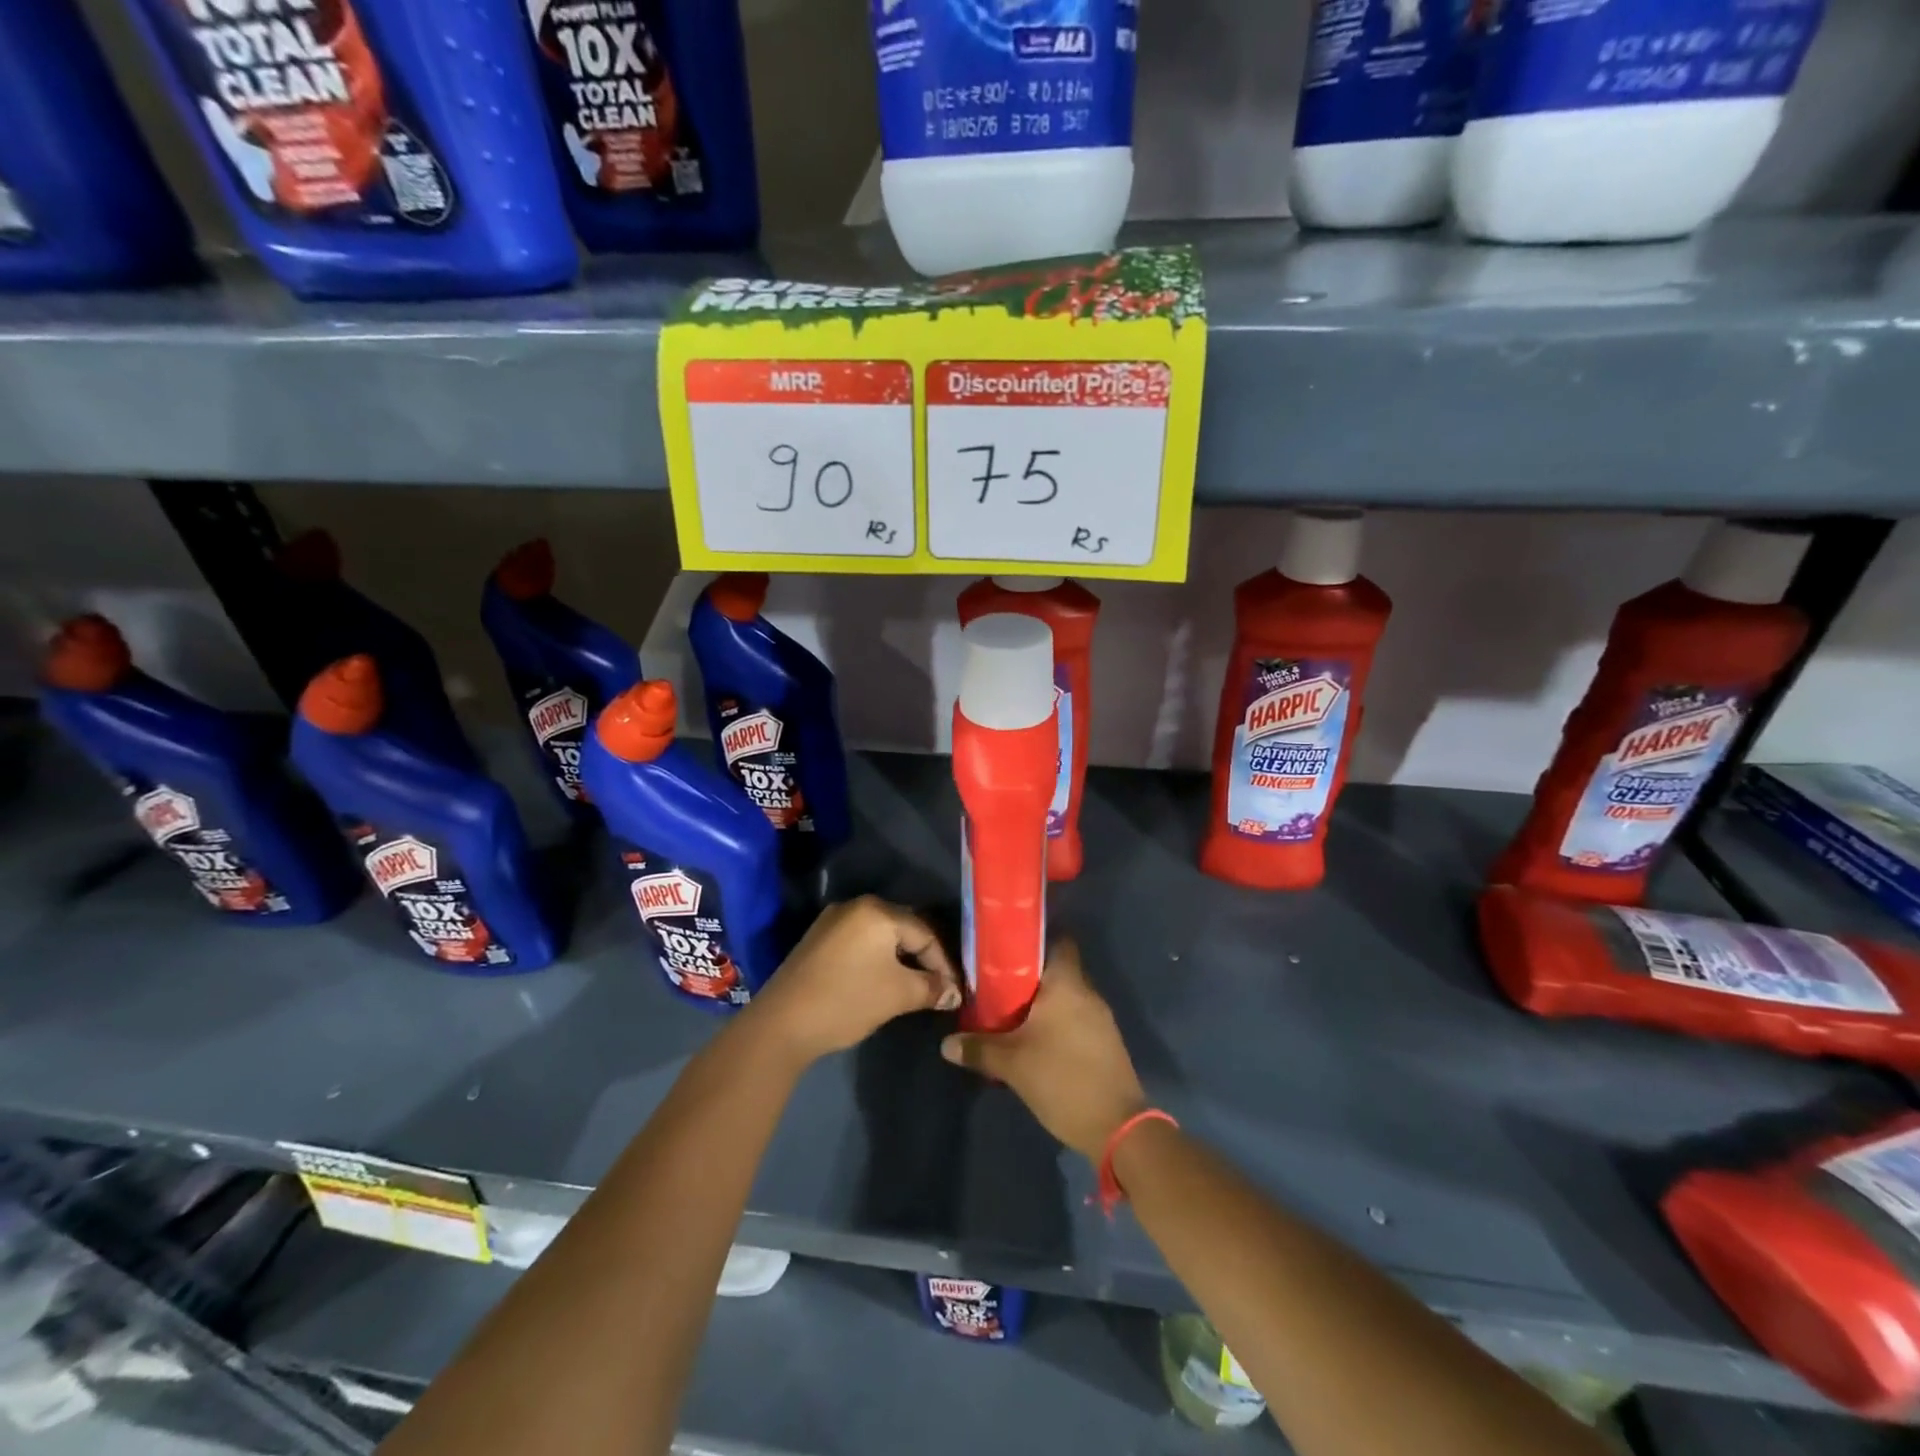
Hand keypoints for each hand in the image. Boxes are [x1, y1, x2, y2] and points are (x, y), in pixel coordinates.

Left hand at [749, 896, 960, 1062]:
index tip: (955, 991)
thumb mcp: (898, 995)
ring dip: (900, 959)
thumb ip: (932, 988)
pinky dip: (877, 959)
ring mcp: (832, 921)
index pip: (925, 933)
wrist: (781, 1024)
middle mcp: (855, 906)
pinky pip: (860, 942)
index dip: (944, 964)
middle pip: (903, 929)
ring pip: (881, 936)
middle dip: (924, 958)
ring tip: (914, 986)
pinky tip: (881, 981)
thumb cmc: (847, 1001)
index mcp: (878, 911)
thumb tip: (954, 992)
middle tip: (939, 987)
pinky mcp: (817, 940)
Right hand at [941, 941, 1146, 1159]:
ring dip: (1043, 1002)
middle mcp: (1087, 992)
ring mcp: (1101, 1018)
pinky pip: (1076, 1018)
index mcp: (1067, 983)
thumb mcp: (1012, 1065)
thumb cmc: (1062, 1079)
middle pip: (1058, 969)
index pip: (1058, 940)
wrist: (1117, 1127)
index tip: (1006, 948)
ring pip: (1066, 996)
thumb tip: (946, 1043)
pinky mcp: (1105, 1041)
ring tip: (1011, 1013)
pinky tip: (1035, 1040)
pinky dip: (1057, 1022)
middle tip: (997, 984)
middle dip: (1029, 976)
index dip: (1033, 939)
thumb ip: (978, 1049)